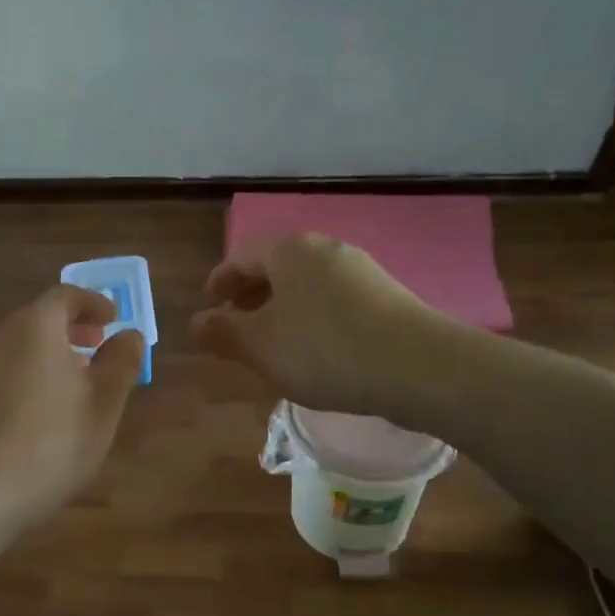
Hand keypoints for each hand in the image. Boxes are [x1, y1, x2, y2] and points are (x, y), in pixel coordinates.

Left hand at [0, 285, 144, 524]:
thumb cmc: (53, 440)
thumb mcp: (103, 402)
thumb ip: (121, 363)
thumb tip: (129, 335)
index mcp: (36, 327)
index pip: (66, 296)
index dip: (94, 303)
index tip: (114, 318)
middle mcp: (3, 339)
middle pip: (41, 318)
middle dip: (74, 327)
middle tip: (100, 344)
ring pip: (24, 347)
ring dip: (54, 353)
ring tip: (81, 381)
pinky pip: (11, 372)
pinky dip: (36, 375)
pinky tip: (50, 411)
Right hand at [191, 233, 432, 414]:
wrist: (418, 366)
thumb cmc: (325, 350)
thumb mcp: (260, 346)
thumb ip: (222, 332)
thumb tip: (196, 322)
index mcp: (289, 250)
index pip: (241, 259)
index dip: (219, 283)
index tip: (209, 306)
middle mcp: (325, 249)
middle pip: (275, 269)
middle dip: (251, 298)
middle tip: (236, 328)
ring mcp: (360, 270)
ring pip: (305, 287)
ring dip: (282, 311)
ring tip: (273, 344)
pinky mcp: (385, 296)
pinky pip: (333, 302)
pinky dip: (312, 320)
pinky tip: (315, 352)